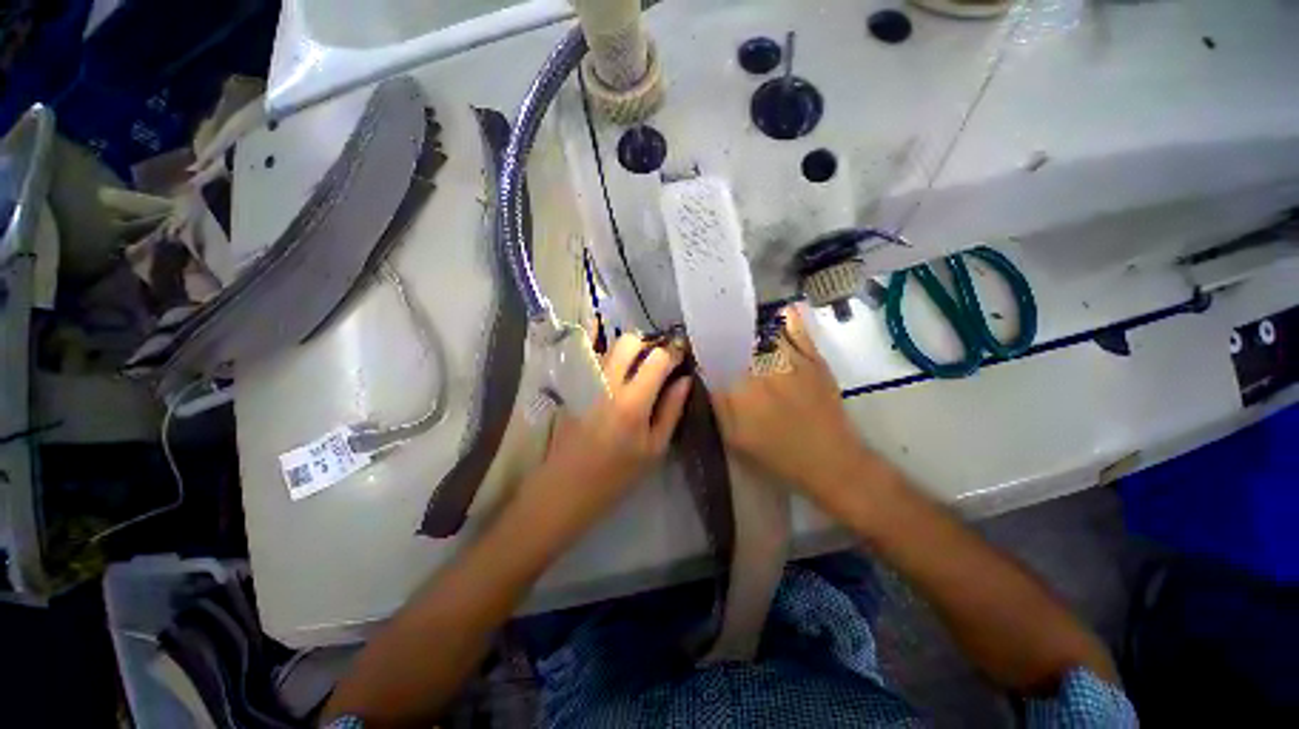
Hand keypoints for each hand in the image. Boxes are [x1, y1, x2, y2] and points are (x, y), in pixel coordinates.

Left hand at [540, 334, 691, 514]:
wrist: (566, 486)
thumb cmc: (617, 474)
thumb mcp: (654, 448)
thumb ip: (671, 410)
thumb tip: (684, 380)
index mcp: (632, 402)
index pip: (657, 358)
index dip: (673, 352)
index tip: (681, 355)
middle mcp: (607, 384)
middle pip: (629, 341)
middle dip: (648, 345)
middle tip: (657, 362)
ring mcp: (586, 382)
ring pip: (610, 347)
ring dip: (629, 351)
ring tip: (638, 371)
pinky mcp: (573, 386)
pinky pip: (595, 360)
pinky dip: (612, 360)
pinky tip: (617, 379)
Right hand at [710, 306, 867, 494]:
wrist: (831, 461)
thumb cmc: (777, 455)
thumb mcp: (735, 439)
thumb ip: (718, 404)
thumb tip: (706, 373)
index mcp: (742, 386)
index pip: (717, 356)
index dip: (707, 349)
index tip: (702, 348)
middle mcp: (764, 366)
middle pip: (739, 339)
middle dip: (726, 335)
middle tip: (720, 337)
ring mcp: (792, 359)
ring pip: (765, 331)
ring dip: (751, 325)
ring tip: (742, 323)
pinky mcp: (814, 358)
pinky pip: (797, 329)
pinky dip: (787, 318)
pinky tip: (780, 315)